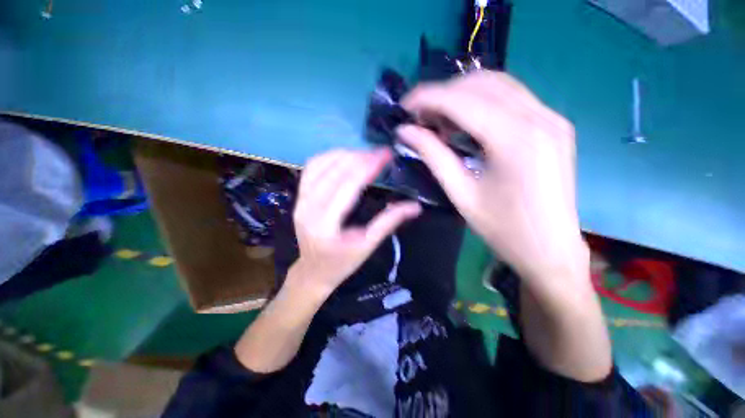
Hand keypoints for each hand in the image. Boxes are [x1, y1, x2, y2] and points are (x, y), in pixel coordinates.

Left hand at [290, 149, 421, 295]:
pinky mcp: (299, 196)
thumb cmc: (342, 263)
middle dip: (360, 157)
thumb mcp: (368, 245)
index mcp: (325, 224)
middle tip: (381, 153)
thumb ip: (389, 222)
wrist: (313, 271)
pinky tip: (345, 156)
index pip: (348, 185)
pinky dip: (329, 157)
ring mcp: (300, 200)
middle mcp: (308, 208)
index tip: (386, 154)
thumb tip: (415, 206)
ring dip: (345, 154)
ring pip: (320, 164)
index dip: (368, 166)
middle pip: (334, 171)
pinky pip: (311, 168)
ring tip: (366, 154)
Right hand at [397, 71, 587, 284]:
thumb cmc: (502, 228)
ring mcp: (551, 117)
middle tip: (420, 116)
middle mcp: (539, 117)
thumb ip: (432, 155)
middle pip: (481, 84)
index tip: (404, 105)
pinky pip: (512, 98)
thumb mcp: (460, 193)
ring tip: (439, 118)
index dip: (427, 97)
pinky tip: (465, 122)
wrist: (550, 248)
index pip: (462, 100)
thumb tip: (405, 131)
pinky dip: (482, 102)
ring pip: (498, 85)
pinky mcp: (554, 124)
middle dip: (443, 94)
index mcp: (515, 139)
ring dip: (462, 95)